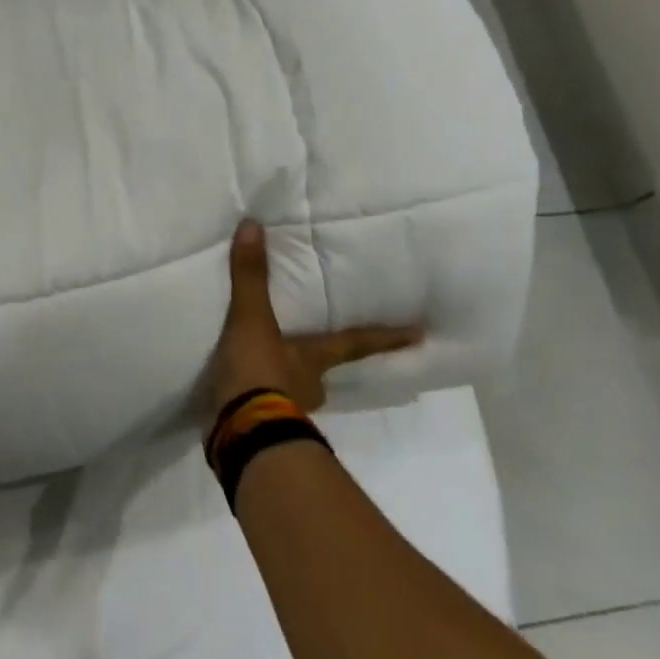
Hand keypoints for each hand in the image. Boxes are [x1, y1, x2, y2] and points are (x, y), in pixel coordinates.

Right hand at [209, 220, 423, 415]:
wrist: (239, 432)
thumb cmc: (258, 374)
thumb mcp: (251, 321)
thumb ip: (251, 278)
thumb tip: (253, 226)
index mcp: (313, 359)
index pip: (355, 343)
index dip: (385, 337)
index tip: (421, 336)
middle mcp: (308, 386)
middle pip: (322, 370)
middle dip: (318, 362)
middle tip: (312, 352)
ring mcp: (286, 412)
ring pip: (291, 391)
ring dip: (283, 383)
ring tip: (264, 369)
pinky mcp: (260, 430)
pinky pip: (261, 408)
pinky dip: (254, 400)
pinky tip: (239, 393)